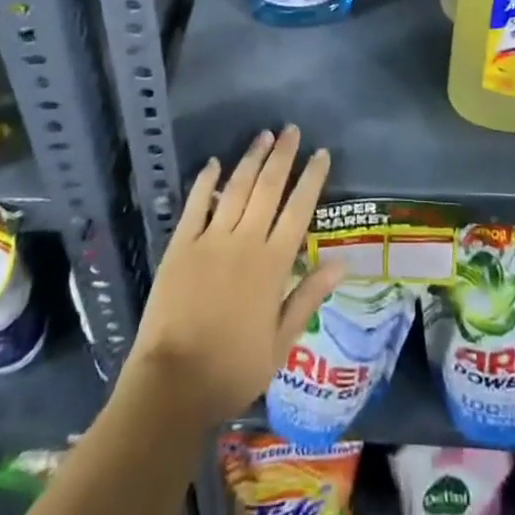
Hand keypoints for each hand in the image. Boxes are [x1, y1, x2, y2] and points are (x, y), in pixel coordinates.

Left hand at [126, 126, 341, 426]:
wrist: (172, 385)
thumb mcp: (280, 344)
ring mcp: (211, 239)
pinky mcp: (181, 245)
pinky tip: (213, 163)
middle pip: (268, 188)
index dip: (311, 179)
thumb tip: (342, 263)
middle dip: (283, 156)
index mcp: (273, 265)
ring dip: (251, 159)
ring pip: (236, 188)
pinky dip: (206, 181)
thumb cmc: (232, 370)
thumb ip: (308, 297)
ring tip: (263, 135)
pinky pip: (196, 204)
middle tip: (292, 129)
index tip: (321, 154)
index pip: (298, 210)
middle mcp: (245, 242)